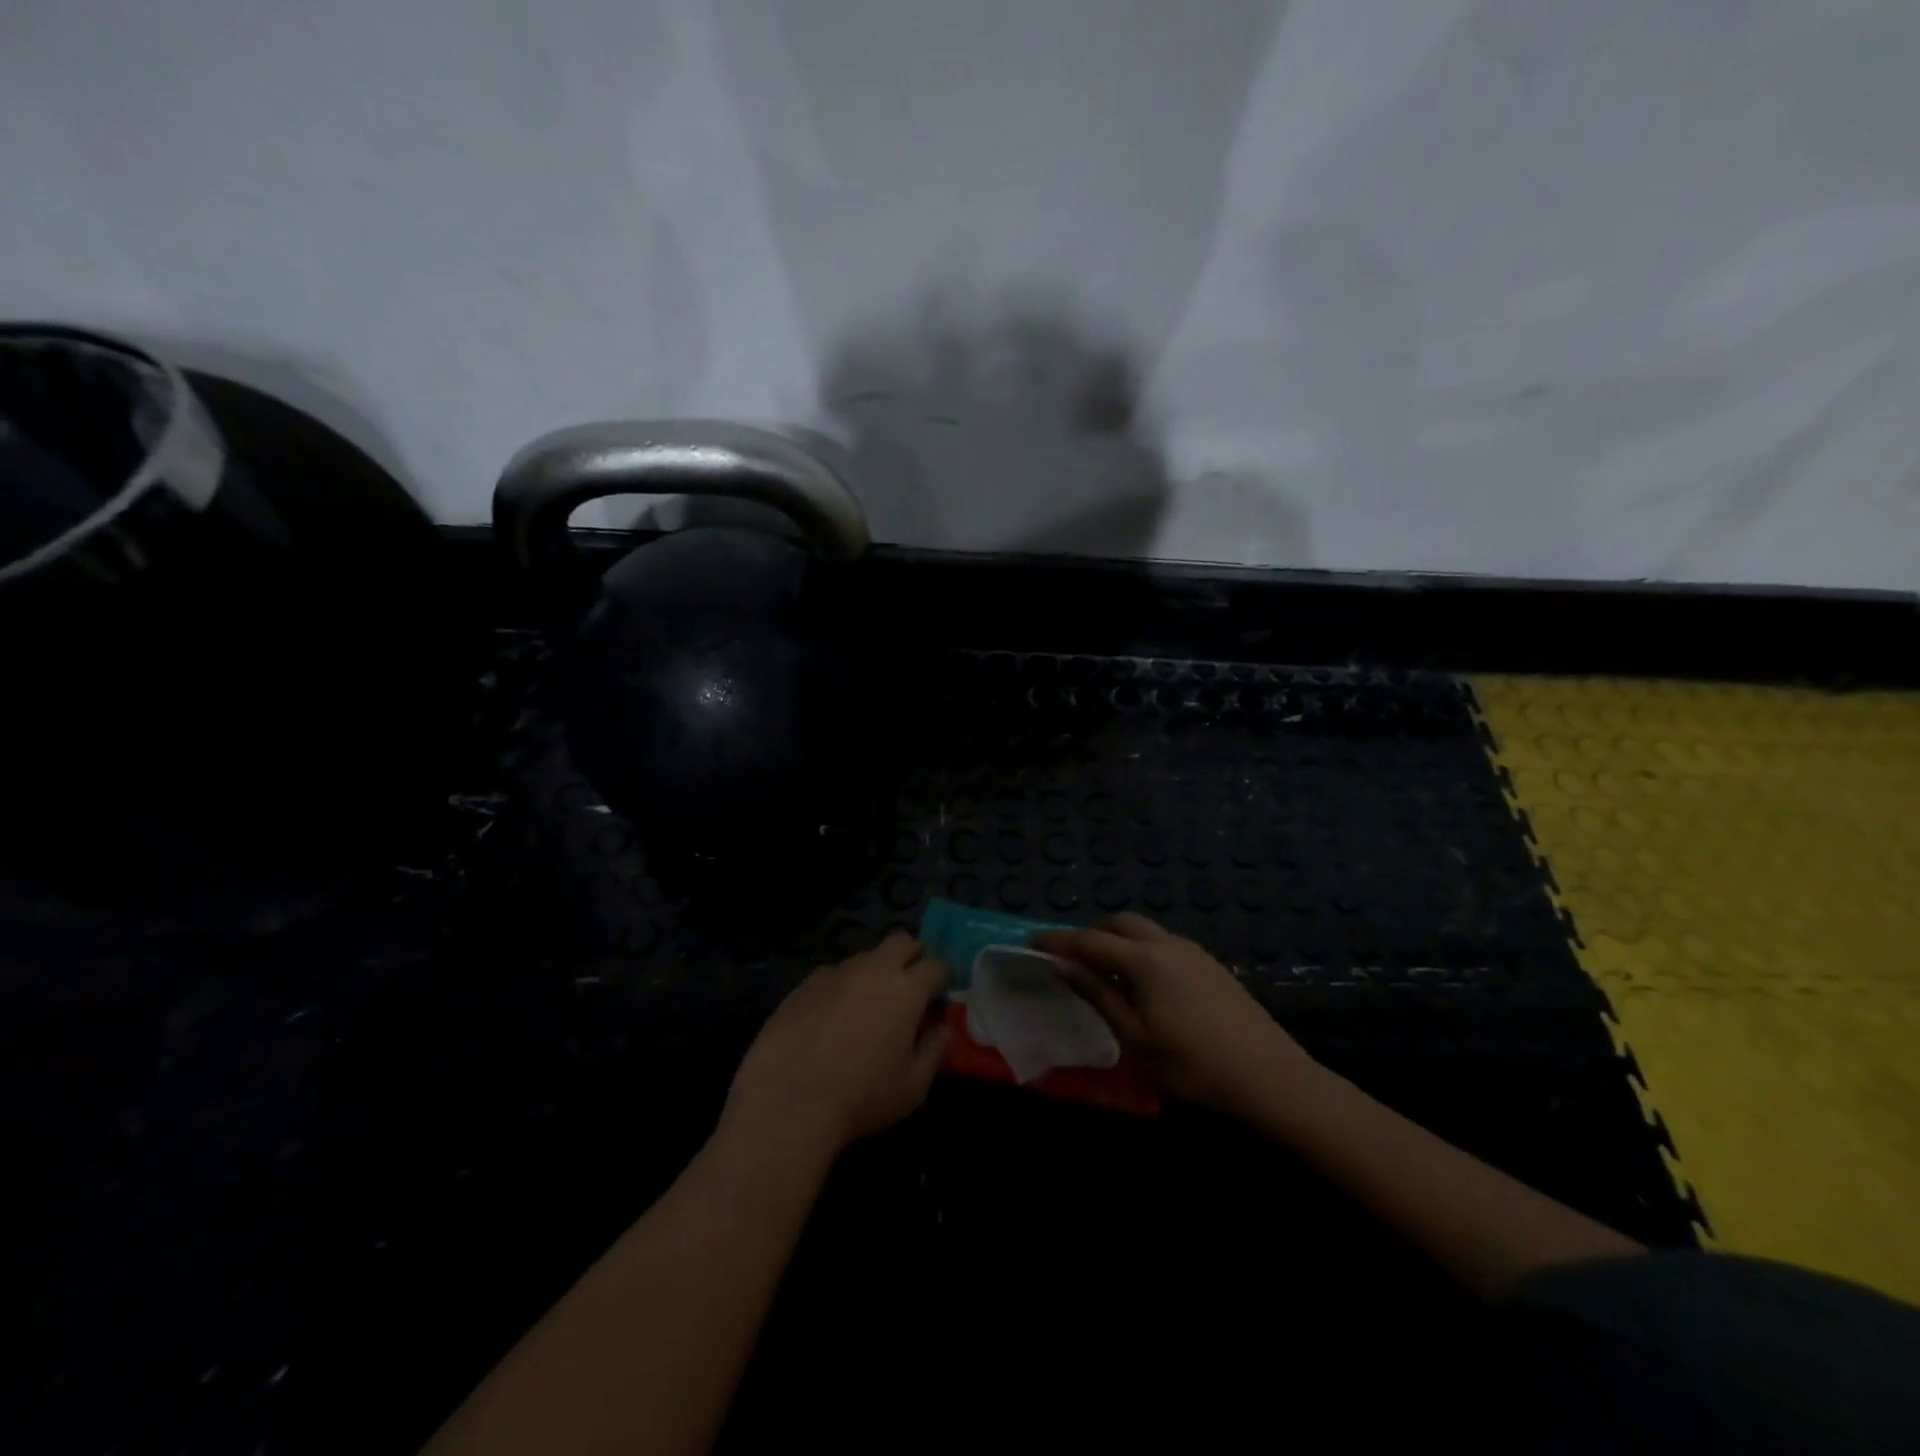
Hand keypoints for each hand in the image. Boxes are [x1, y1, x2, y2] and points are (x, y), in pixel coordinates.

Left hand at [722, 931, 951, 1159]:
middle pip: (901, 941)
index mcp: (906, 989)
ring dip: (875, 971)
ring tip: (868, 1004)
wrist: (788, 1103)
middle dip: (912, 955)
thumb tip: (943, 1027)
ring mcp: (834, 973)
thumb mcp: (913, 1087)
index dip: (944, 977)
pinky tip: (832, 1016)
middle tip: (910, 984)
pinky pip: (832, 975)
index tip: (942, 993)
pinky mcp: (803, 985)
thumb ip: (935, 1050)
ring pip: (864, 956)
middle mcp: (872, 970)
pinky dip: (841, 987)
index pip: (936, 965)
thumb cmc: (862, 1097)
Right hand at [1035, 913, 1315, 1118]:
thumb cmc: (1193, 1067)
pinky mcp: (1213, 966)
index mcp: (1144, 960)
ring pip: (1146, 931)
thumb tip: (1060, 963)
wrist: (1272, 1081)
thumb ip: (1097, 995)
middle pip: (1120, 923)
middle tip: (1069, 957)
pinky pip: (1165, 944)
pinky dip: (1142, 950)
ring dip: (1118, 940)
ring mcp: (1195, 952)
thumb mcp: (1135, 1038)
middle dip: (1091, 933)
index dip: (1058, 941)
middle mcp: (1168, 944)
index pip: (1090, 941)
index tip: (1031, 942)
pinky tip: (1143, 982)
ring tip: (1102, 970)